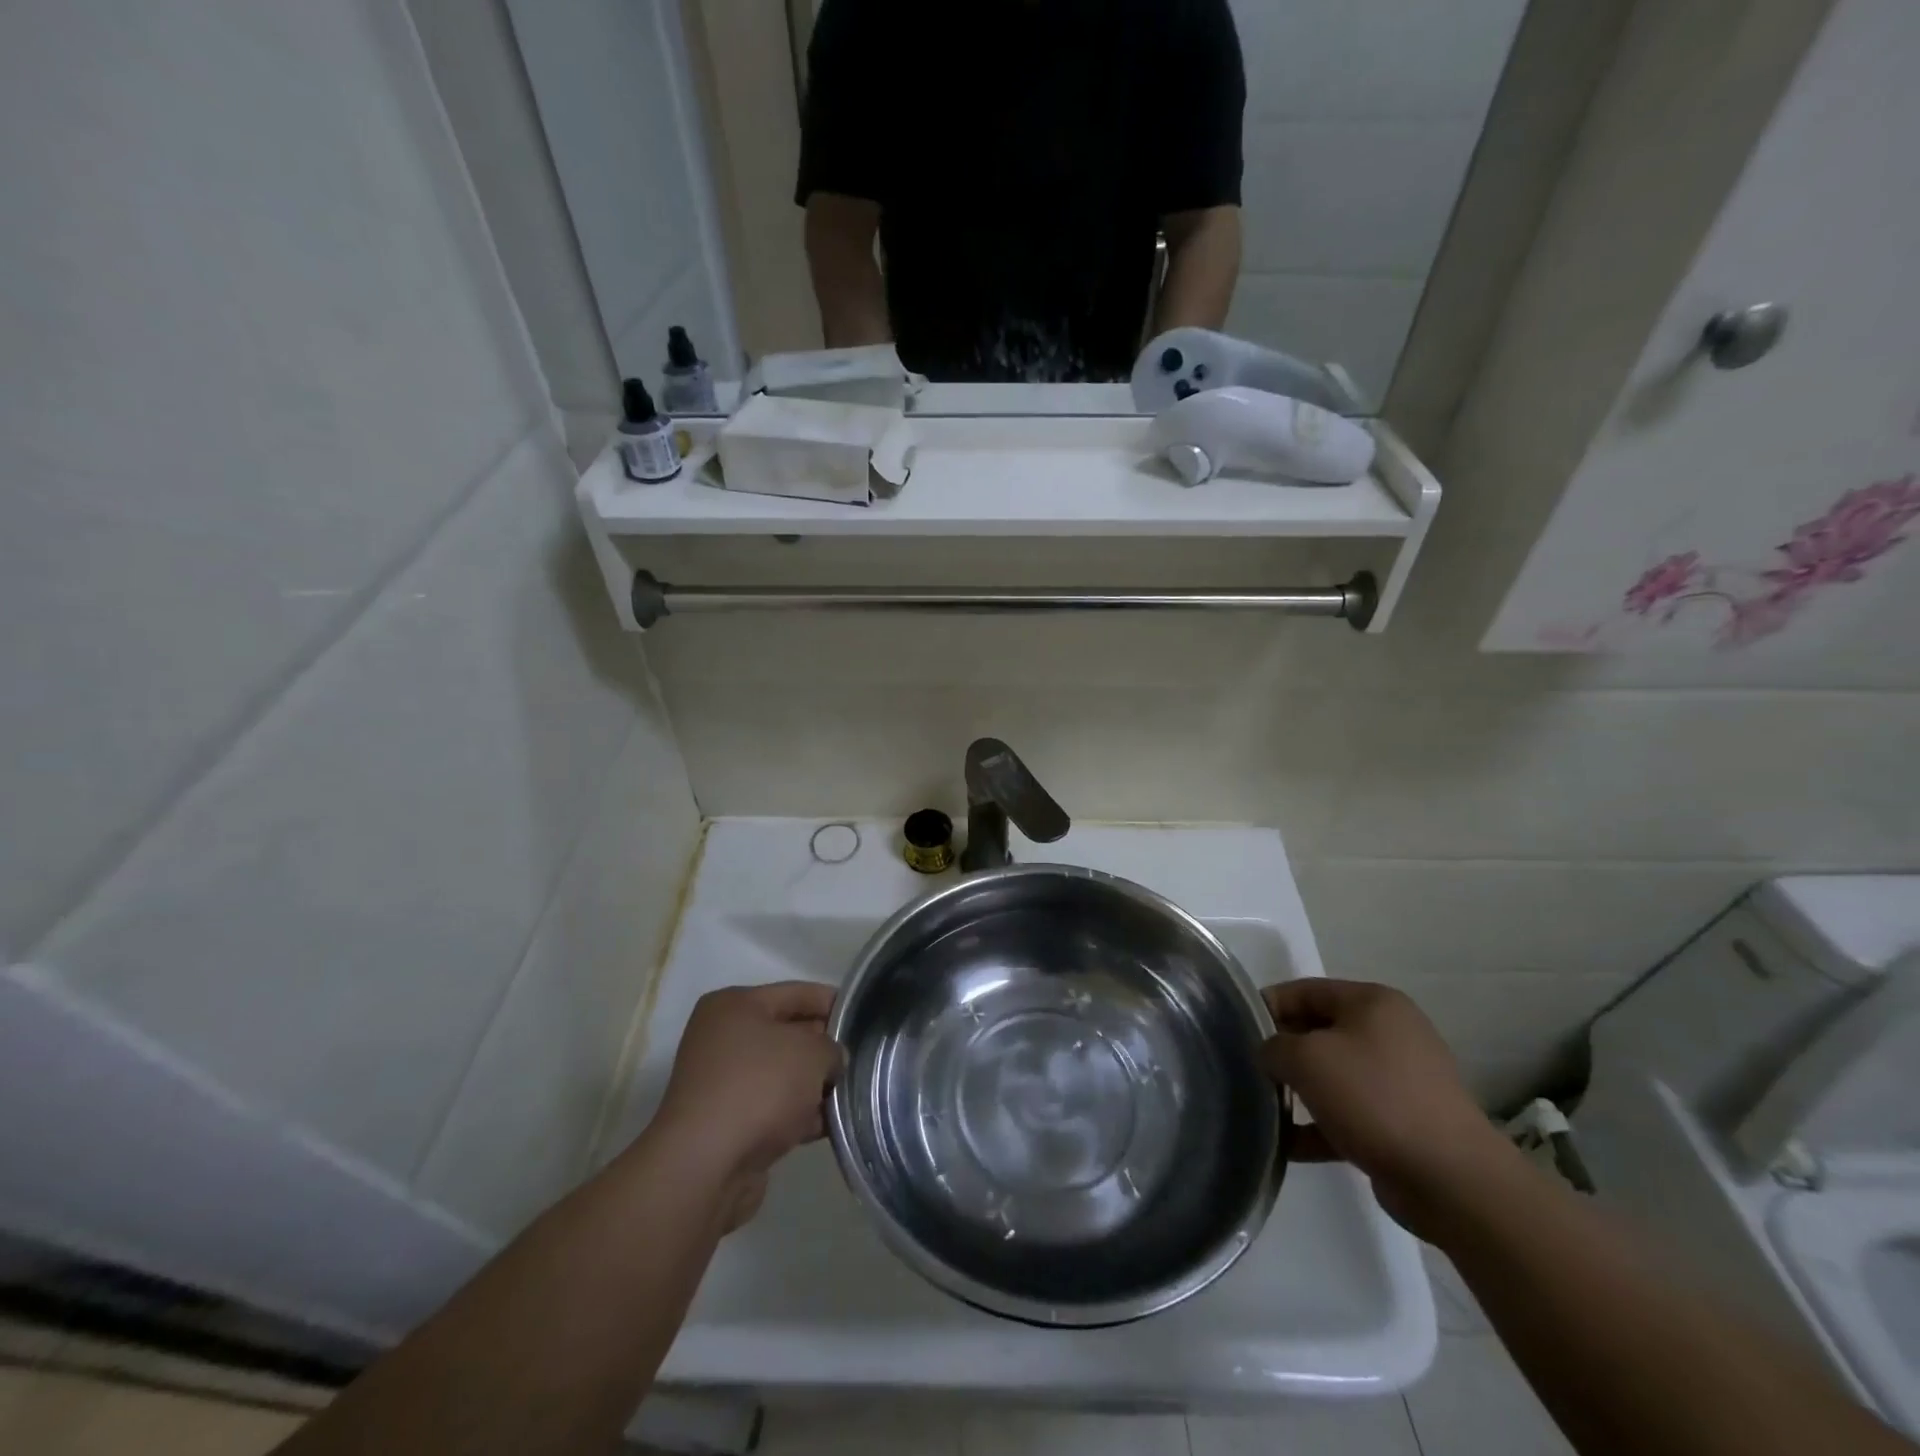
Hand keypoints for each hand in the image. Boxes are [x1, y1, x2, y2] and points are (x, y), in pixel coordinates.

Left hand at [648, 982, 844, 1230]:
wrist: (707, 1166)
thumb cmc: (759, 1086)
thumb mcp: (811, 1052)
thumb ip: (832, 1047)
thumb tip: (832, 1060)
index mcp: (735, 1005)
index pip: (797, 993)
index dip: (834, 1002)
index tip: (866, 1017)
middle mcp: (724, 1038)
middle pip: (790, 1033)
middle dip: (826, 1047)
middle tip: (865, 1057)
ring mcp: (725, 1083)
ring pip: (785, 1075)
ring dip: (816, 1085)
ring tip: (856, 1092)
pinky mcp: (729, 1123)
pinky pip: (776, 1108)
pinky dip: (802, 1114)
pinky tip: (835, 1125)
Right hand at [1260, 979, 1517, 1240]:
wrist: (1452, 1181)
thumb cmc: (1375, 1099)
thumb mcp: (1307, 1059)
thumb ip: (1274, 1046)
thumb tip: (1270, 1054)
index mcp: (1373, 1003)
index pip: (1305, 990)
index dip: (1267, 1006)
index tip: (1236, 1030)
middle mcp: (1391, 1033)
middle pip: (1319, 1031)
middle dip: (1282, 1050)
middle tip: (1248, 1069)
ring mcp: (1401, 1080)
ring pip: (1334, 1075)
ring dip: (1299, 1090)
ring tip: (1264, 1107)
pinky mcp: (1404, 1123)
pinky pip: (1349, 1113)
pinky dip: (1320, 1124)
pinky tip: (1288, 1145)